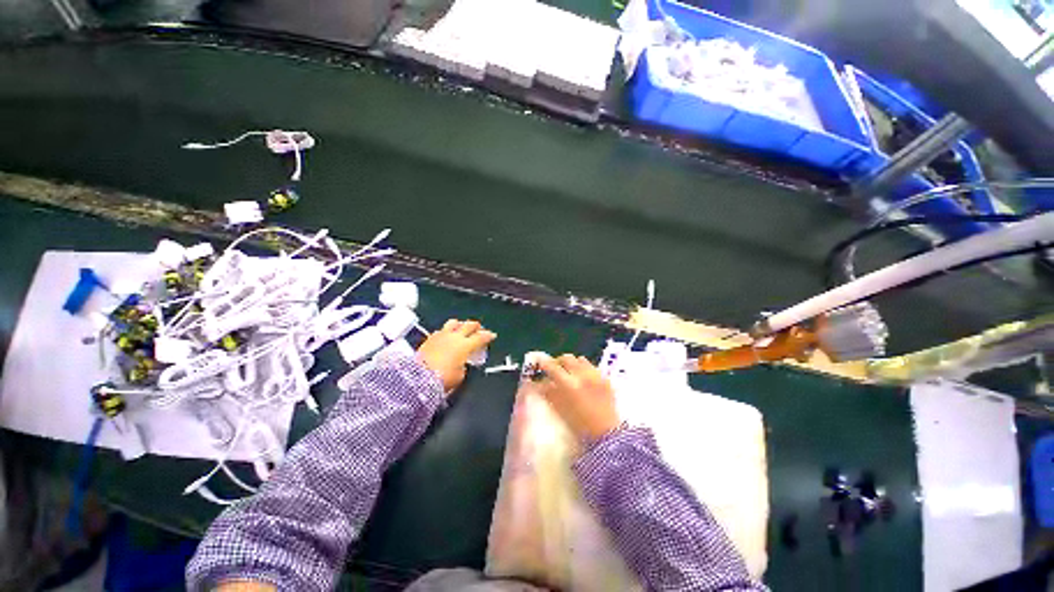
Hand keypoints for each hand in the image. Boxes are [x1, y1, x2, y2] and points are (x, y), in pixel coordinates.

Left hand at [417, 319, 496, 393]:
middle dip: (476, 326)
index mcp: (465, 345)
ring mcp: (441, 335)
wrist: (418, 378)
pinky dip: (446, 331)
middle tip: (479, 328)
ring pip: (454, 323)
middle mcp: (454, 337)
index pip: (480, 337)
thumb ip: (464, 365)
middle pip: (469, 325)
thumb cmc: (442, 378)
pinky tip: (446, 335)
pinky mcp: (429, 338)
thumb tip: (462, 363)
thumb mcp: (460, 375)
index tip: (492, 335)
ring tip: (462, 327)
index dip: (488, 336)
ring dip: (460, 324)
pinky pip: (441, 330)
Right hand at [536, 355, 619, 442]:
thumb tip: (540, 383)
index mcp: (569, 384)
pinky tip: (585, 380)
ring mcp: (595, 375)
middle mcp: (582, 375)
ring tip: (571, 373)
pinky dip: (586, 370)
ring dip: (573, 364)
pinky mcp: (605, 379)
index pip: (552, 367)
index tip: (539, 364)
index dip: (544, 363)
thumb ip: (549, 393)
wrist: (607, 436)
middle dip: (559, 361)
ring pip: (580, 360)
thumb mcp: (560, 409)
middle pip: (567, 358)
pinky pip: (592, 367)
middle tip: (555, 368)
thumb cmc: (580, 427)